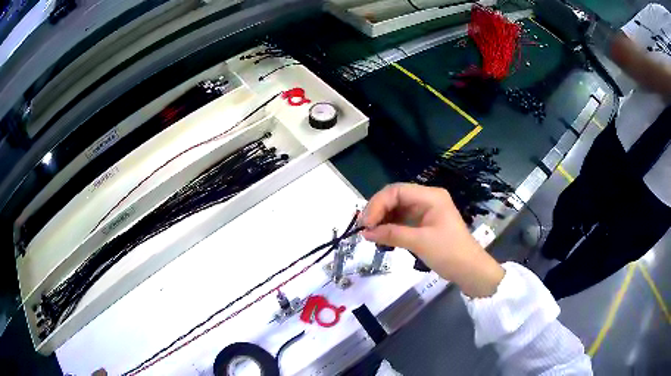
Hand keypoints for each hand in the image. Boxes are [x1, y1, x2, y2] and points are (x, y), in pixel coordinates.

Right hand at [362, 183, 504, 297]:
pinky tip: (380, 237)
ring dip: (382, 220)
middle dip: (378, 211)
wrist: (469, 270)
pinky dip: (390, 227)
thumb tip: (365, 232)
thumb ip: (392, 234)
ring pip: (396, 208)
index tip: (366, 224)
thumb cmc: (449, 253)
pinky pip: (401, 220)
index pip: (396, 191)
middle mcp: (427, 198)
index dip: (378, 205)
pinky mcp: (423, 223)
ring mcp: (425, 210)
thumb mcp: (420, 242)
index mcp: (430, 196)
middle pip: (395, 197)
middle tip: (364, 229)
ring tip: (370, 234)